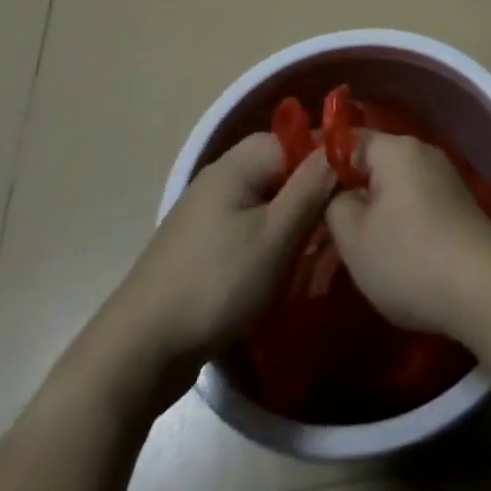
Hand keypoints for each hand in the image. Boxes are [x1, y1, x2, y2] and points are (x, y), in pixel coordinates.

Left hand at [68, 133, 333, 409]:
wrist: (138, 351)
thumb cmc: (216, 284)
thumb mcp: (276, 236)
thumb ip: (310, 187)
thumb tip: (339, 147)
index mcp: (236, 165)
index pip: (295, 139)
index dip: (325, 160)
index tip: (352, 189)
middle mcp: (219, 179)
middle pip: (280, 171)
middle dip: (310, 198)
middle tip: (332, 232)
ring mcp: (205, 213)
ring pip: (266, 204)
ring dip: (291, 226)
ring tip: (310, 260)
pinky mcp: (199, 247)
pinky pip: (246, 230)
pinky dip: (267, 246)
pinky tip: (278, 276)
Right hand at [324, 130, 490, 338]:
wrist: (483, 289)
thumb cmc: (408, 258)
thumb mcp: (353, 237)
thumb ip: (333, 204)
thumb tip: (337, 194)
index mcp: (395, 148)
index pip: (345, 140)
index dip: (317, 163)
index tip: (295, 190)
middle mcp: (422, 152)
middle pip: (370, 164)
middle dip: (344, 192)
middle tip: (317, 226)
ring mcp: (443, 178)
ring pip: (391, 187)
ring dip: (369, 211)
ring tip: (346, 247)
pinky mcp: (456, 205)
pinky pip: (412, 203)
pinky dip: (394, 221)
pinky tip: (384, 253)